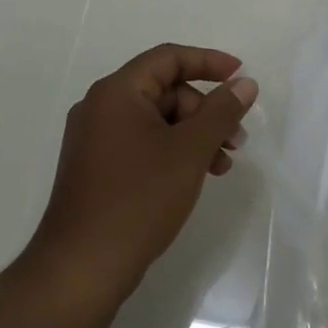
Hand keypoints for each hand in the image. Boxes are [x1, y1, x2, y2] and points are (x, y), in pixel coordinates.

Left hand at [29, 44, 256, 304]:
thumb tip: (245, 83)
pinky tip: (195, 176)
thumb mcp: (189, 151)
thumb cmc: (138, 199)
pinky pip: (143, 142)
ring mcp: (95, 139)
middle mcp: (101, 107)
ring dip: (194, 134)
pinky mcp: (97, 168)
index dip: (209, 61)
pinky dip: (173, 151)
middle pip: (165, 90)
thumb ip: (221, 111)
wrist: (81, 269)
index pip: (168, 58)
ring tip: (222, 165)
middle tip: (236, 139)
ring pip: (157, 120)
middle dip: (206, 110)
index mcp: (117, 92)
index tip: (241, 76)